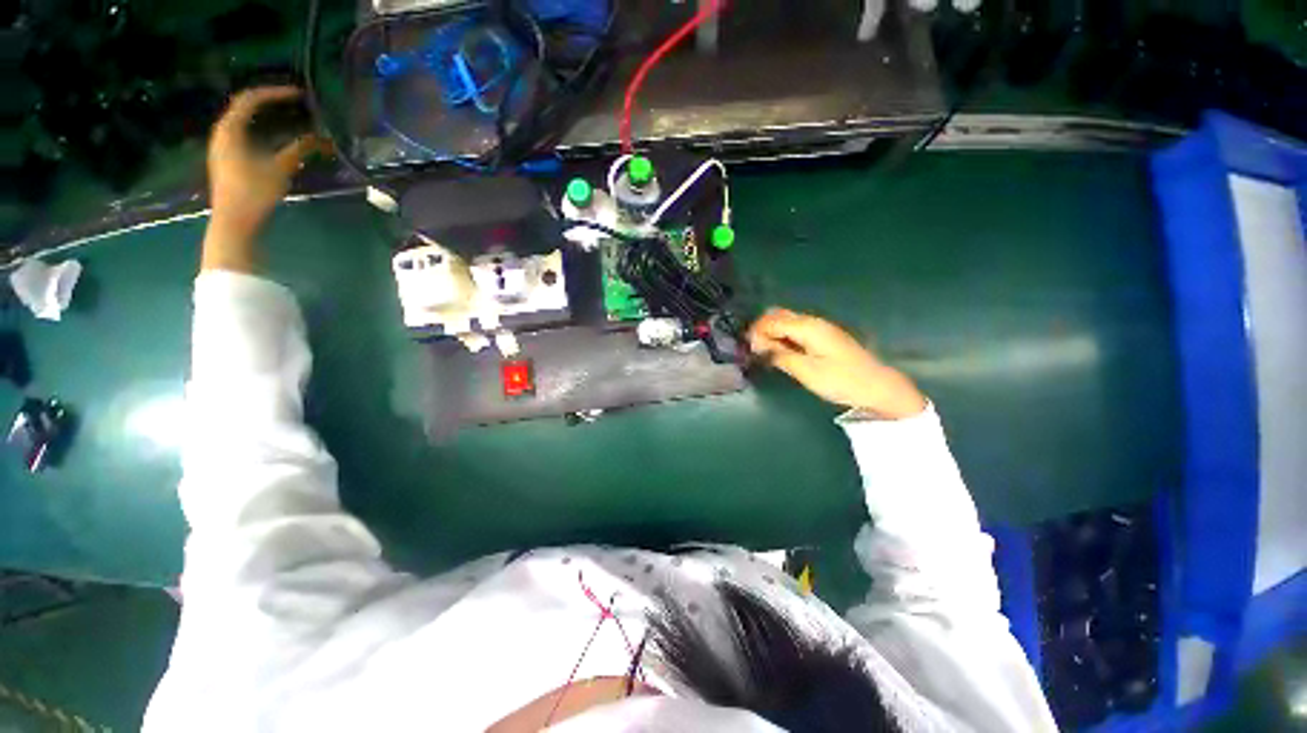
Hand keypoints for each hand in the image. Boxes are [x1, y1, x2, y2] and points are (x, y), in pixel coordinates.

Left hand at [207, 86, 316, 238]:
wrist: (234, 221)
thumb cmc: (254, 193)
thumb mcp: (280, 169)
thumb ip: (299, 150)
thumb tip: (322, 139)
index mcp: (230, 129)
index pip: (251, 99)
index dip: (274, 93)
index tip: (298, 94)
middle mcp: (222, 132)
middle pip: (244, 106)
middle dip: (269, 101)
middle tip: (294, 102)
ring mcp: (223, 146)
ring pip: (244, 120)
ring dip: (265, 115)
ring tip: (287, 117)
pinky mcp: (227, 158)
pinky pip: (244, 133)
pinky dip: (260, 128)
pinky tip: (275, 137)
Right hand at [747, 308, 926, 419]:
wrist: (878, 387)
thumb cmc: (841, 380)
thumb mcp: (806, 371)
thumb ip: (779, 355)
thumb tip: (758, 345)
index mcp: (808, 327)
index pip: (772, 321)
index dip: (756, 332)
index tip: (748, 349)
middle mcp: (813, 321)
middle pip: (779, 315)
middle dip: (762, 329)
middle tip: (754, 350)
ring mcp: (820, 328)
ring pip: (787, 321)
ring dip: (772, 333)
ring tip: (764, 352)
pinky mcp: (824, 337)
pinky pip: (796, 330)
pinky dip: (784, 337)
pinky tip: (781, 351)